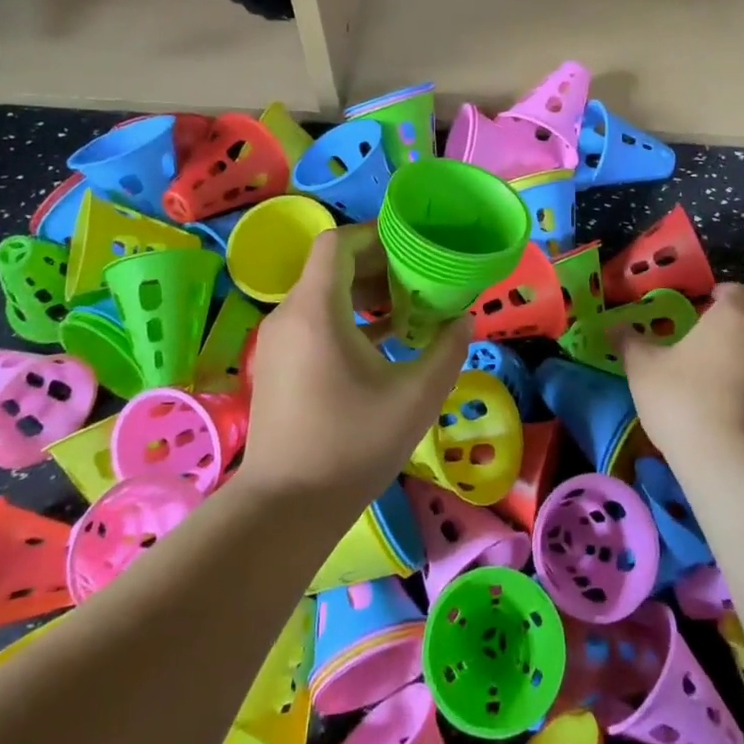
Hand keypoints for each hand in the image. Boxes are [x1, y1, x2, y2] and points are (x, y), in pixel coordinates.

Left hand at [239, 223, 471, 506]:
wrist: (285, 508)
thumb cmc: (352, 445)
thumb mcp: (416, 397)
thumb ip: (447, 350)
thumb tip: (463, 320)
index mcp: (316, 310)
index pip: (337, 242)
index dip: (374, 235)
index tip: (412, 245)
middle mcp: (290, 315)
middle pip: (332, 267)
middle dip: (378, 265)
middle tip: (420, 276)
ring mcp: (280, 342)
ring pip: (324, 295)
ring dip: (366, 294)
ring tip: (409, 307)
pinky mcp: (280, 365)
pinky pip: (316, 321)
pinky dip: (349, 319)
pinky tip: (386, 340)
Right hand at [617, 283, 743, 467]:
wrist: (729, 460)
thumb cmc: (683, 398)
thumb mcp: (642, 367)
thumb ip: (629, 341)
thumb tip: (613, 326)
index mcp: (733, 315)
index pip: (736, 290)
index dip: (720, 294)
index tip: (700, 306)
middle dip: (741, 318)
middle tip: (711, 333)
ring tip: (716, 372)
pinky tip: (729, 404)